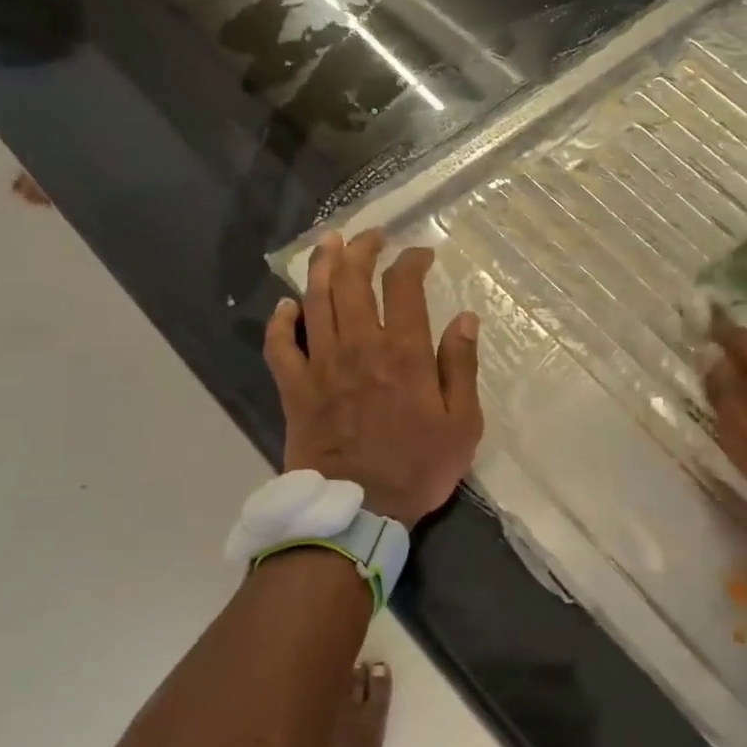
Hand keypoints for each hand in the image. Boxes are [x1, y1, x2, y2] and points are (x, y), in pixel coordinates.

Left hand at [264, 230, 482, 528]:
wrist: (357, 510)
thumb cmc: (417, 468)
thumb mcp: (462, 424)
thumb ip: (461, 367)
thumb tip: (466, 319)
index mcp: (404, 353)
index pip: (404, 287)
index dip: (411, 262)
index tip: (421, 254)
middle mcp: (359, 347)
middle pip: (353, 282)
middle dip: (362, 250)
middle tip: (371, 235)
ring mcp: (321, 365)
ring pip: (316, 301)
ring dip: (321, 267)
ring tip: (328, 244)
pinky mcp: (294, 388)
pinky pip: (280, 345)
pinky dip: (281, 321)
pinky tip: (286, 306)